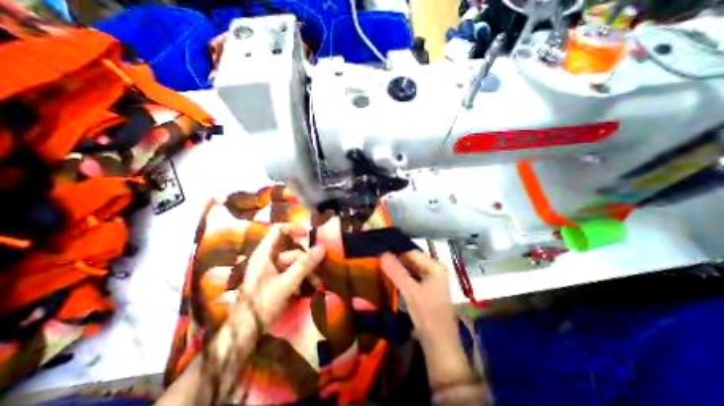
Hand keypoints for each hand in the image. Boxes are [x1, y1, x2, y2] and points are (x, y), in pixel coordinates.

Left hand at [240, 224, 324, 327]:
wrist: (244, 332)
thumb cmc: (262, 304)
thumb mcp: (286, 283)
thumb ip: (304, 265)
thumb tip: (321, 248)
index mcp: (264, 254)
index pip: (278, 230)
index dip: (293, 229)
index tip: (308, 235)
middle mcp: (267, 259)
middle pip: (291, 251)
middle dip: (306, 261)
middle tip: (318, 273)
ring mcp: (270, 270)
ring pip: (292, 264)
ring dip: (305, 272)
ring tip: (315, 284)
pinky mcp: (273, 280)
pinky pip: (289, 273)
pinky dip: (299, 278)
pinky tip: (305, 290)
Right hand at [380, 252, 476, 388]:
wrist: (440, 345)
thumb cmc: (427, 315)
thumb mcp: (410, 291)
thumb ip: (396, 272)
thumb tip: (382, 254)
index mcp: (435, 267)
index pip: (412, 253)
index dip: (397, 254)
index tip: (381, 257)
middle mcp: (436, 270)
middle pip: (413, 261)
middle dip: (398, 262)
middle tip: (381, 264)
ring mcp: (434, 281)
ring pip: (413, 270)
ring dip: (401, 270)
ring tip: (385, 271)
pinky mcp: (430, 290)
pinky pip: (415, 278)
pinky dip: (405, 278)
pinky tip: (395, 281)